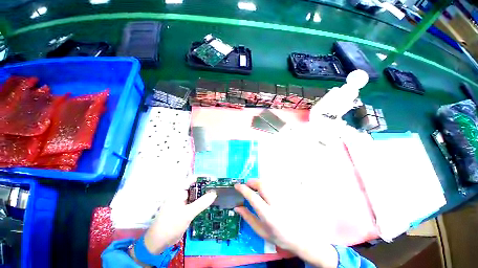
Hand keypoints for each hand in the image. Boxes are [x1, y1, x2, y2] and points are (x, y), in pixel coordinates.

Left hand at [143, 183, 216, 253]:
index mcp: (179, 191)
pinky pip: (195, 202)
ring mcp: (183, 202)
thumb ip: (201, 203)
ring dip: (205, 195)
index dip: (204, 177)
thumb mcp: (187, 213)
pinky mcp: (185, 209)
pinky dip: (202, 202)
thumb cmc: (170, 225)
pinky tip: (209, 204)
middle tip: (218, 188)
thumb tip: (214, 193)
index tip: (215, 179)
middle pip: (196, 186)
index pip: (193, 179)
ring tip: (217, 194)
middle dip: (206, 186)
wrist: (159, 242)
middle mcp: (181, 194)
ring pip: (196, 195)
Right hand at [234, 180, 337, 267]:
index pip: (252, 196)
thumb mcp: (261, 231)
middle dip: (251, 182)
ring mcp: (283, 197)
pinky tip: (265, 190)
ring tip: (255, 188)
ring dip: (259, 183)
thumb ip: (248, 218)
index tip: (237, 185)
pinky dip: (266, 185)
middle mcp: (276, 203)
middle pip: (261, 184)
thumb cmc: (280, 236)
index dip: (243, 189)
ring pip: (267, 182)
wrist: (302, 237)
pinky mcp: (288, 193)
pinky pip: (274, 184)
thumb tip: (237, 207)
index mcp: (268, 215)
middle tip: (247, 186)